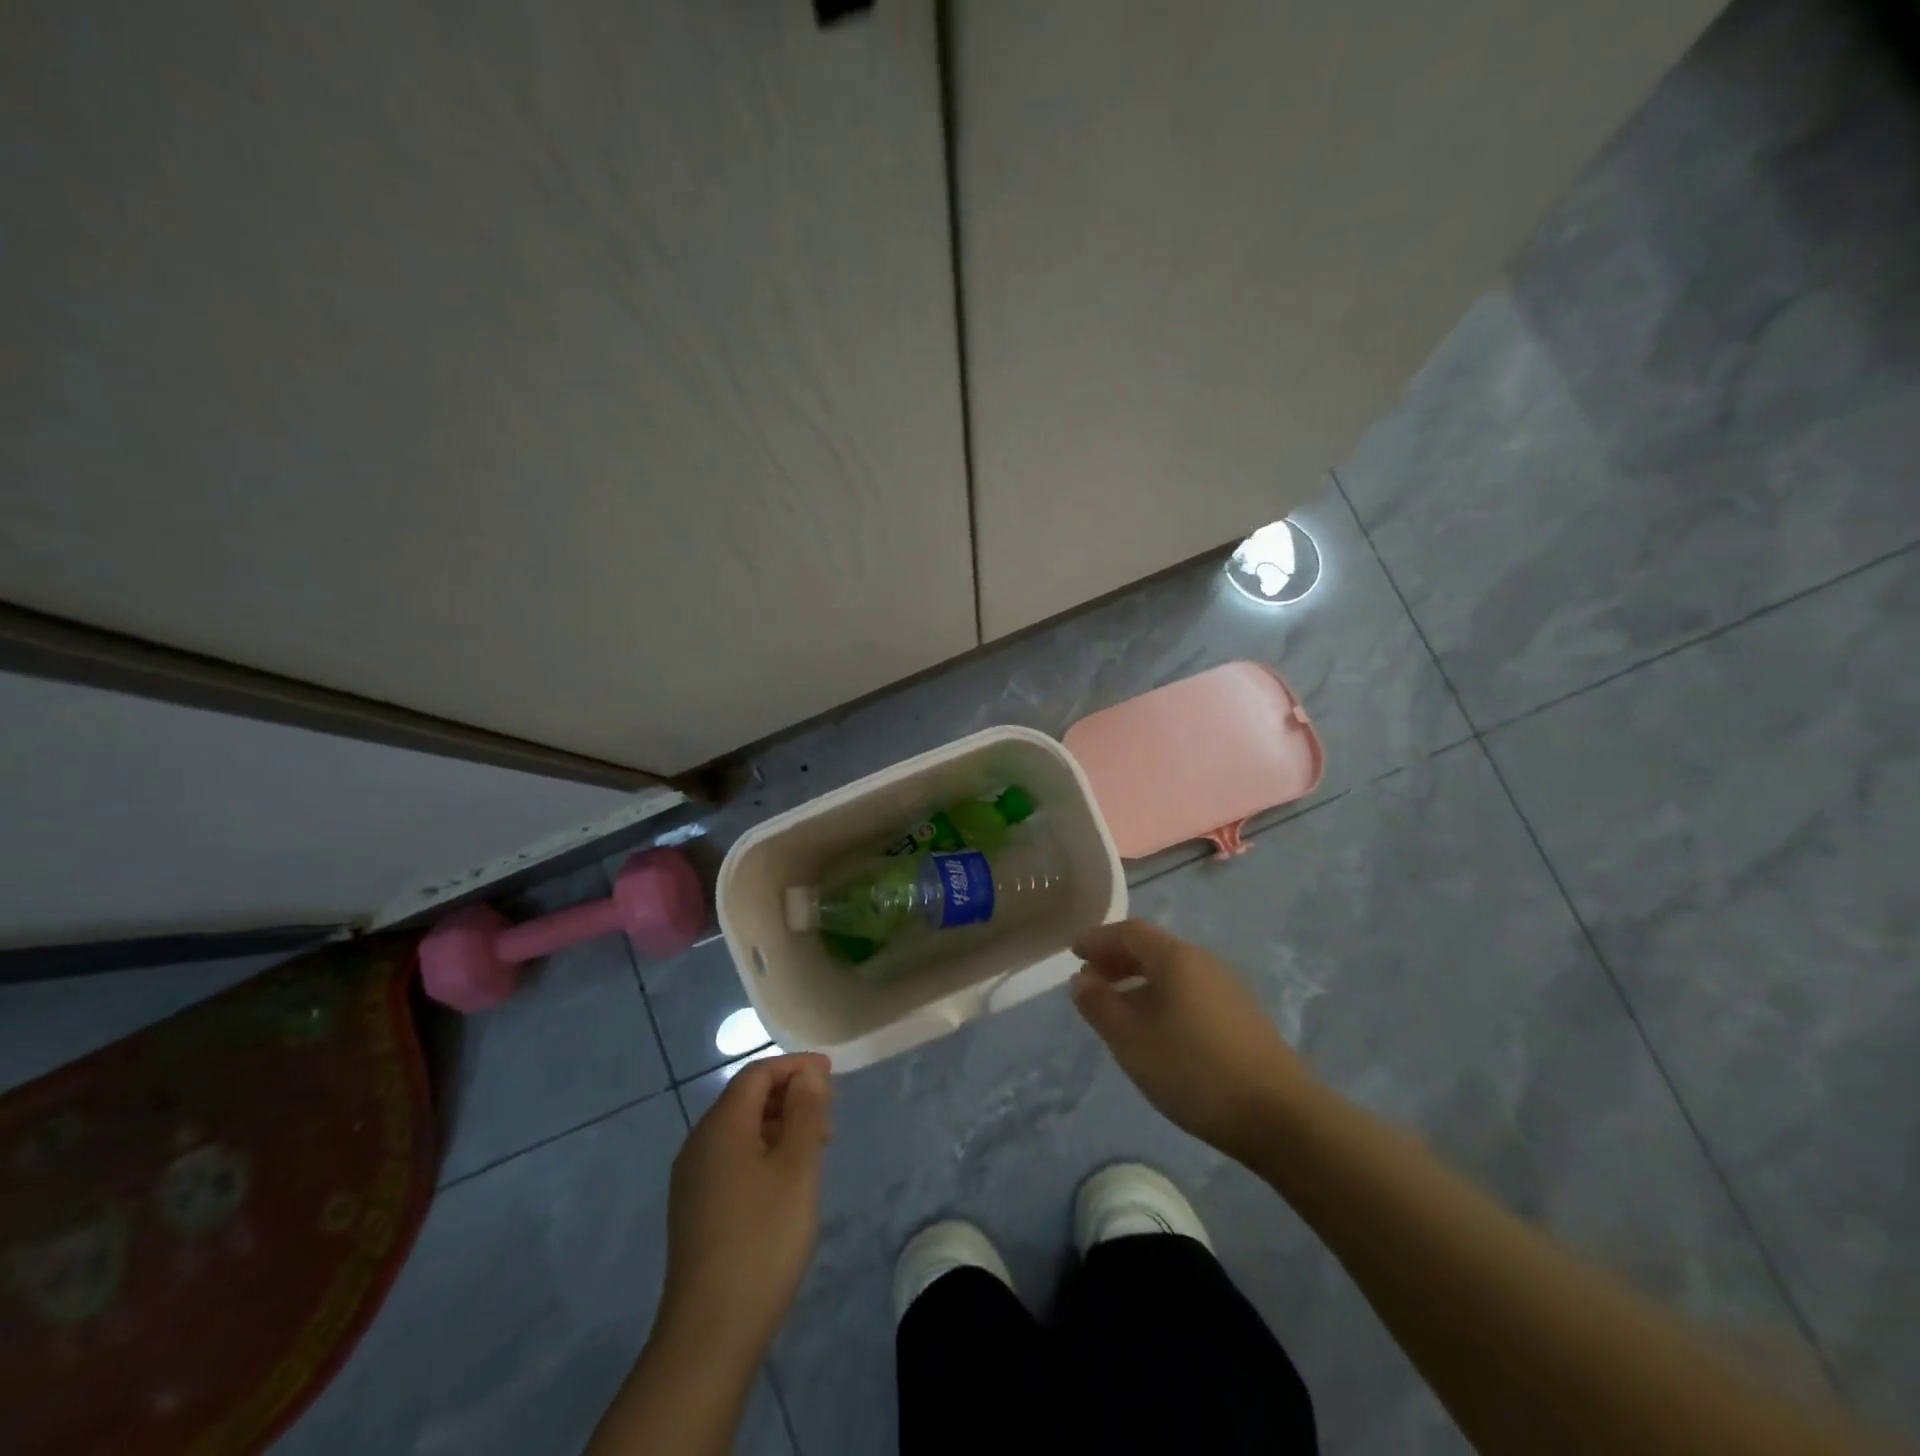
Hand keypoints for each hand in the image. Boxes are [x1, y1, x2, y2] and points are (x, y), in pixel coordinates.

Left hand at [657, 1052, 832, 1365]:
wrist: (710, 1334)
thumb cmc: (762, 1239)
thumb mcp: (797, 1167)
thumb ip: (805, 1111)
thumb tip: (806, 1074)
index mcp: (720, 1127)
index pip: (757, 1074)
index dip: (795, 1066)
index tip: (832, 1073)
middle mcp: (699, 1144)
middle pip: (746, 1099)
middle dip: (790, 1095)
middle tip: (830, 1110)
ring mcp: (693, 1180)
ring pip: (741, 1131)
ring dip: (780, 1125)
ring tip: (817, 1144)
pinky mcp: (696, 1210)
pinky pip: (733, 1159)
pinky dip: (764, 1152)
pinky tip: (788, 1179)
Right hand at [1071, 920, 1312, 1162]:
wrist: (1279, 1115)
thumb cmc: (1193, 1069)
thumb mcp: (1131, 1039)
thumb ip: (1099, 1006)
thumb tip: (1080, 980)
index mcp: (1175, 958)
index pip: (1129, 931)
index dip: (1098, 938)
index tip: (1073, 952)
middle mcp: (1203, 962)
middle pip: (1152, 948)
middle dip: (1116, 959)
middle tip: (1089, 980)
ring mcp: (1226, 988)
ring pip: (1172, 972)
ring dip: (1138, 980)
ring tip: (1116, 1008)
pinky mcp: (1240, 1016)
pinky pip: (1188, 991)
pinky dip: (1161, 997)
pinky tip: (1155, 1029)